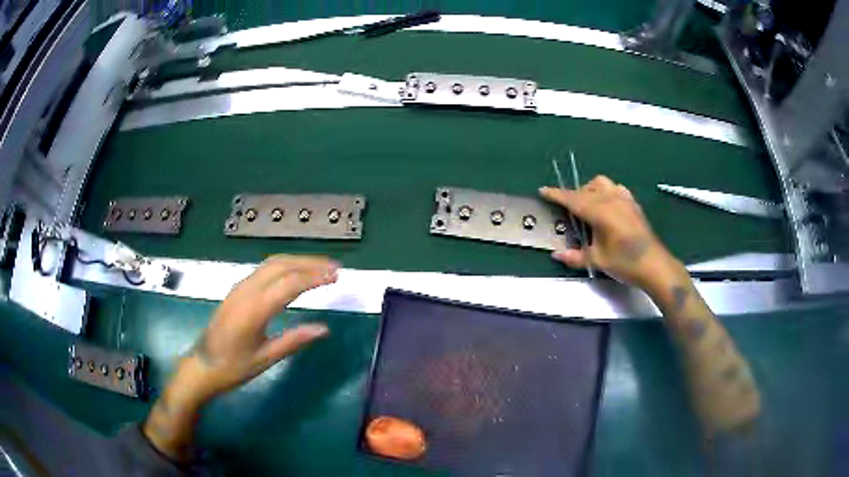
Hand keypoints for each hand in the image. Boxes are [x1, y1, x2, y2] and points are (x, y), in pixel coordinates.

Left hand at [145, 255, 337, 459]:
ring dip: (297, 261)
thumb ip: (294, 340)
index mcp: (254, 309)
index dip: (314, 277)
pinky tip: (295, 274)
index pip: (289, 283)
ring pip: (271, 263)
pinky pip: (263, 270)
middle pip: (281, 265)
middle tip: (335, 268)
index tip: (336, 277)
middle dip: (309, 263)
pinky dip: (284, 266)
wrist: (201, 366)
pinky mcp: (237, 290)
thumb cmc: (233, 367)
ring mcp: (239, 287)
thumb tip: (324, 328)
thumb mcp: (265, 359)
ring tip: (320, 268)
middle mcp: (246, 291)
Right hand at [541, 176, 680, 289]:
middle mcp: (612, 199)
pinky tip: (606, 206)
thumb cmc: (626, 263)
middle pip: (586, 189)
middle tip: (565, 210)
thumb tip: (557, 255)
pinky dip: (605, 192)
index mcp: (601, 212)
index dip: (557, 194)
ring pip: (601, 183)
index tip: (543, 190)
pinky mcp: (633, 203)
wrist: (655, 266)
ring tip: (586, 206)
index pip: (573, 199)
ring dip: (589, 189)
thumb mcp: (598, 261)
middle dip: (572, 195)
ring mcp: (624, 199)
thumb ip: (575, 256)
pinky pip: (615, 188)